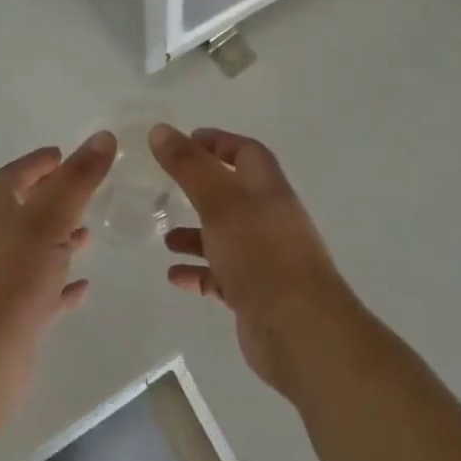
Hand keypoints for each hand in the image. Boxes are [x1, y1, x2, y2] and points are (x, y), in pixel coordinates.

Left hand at [0, 131, 115, 421]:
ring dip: (58, 240)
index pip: (14, 176)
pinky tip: (83, 286)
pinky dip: (60, 285)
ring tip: (90, 235)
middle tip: (85, 192)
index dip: (37, 163)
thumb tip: (103, 136)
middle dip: (52, 199)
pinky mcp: (10, 321)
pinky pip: (40, 293)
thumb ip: (77, 180)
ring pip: (33, 252)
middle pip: (23, 211)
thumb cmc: (10, 282)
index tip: (62, 154)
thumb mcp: (49, 221)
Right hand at [150, 123, 353, 399]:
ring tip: (165, 239)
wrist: (300, 330)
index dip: (218, 143)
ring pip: (225, 236)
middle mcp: (269, 217)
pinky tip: (175, 277)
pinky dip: (199, 272)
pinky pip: (222, 275)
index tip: (185, 141)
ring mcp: (264, 257)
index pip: (245, 152)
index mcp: (267, 188)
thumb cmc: (259, 252)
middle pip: (233, 193)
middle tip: (167, 188)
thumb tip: (160, 129)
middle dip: (201, 190)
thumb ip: (188, 165)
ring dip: (196, 235)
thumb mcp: (218, 201)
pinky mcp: (256, 293)